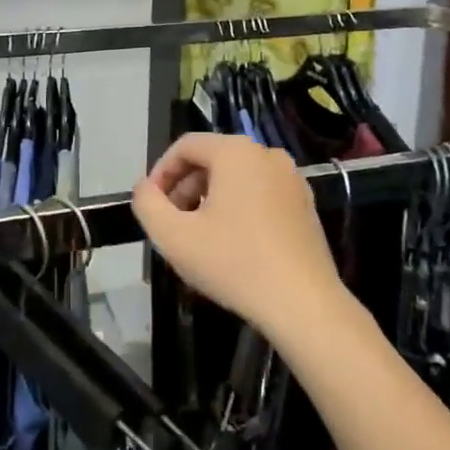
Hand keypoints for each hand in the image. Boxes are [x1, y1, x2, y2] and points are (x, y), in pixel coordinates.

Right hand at [131, 133, 347, 341]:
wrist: (303, 304)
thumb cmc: (234, 263)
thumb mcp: (174, 236)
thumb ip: (147, 204)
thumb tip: (144, 188)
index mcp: (236, 152)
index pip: (186, 146)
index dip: (161, 172)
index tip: (151, 205)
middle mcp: (267, 154)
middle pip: (212, 159)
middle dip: (185, 187)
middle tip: (172, 223)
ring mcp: (292, 178)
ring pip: (237, 177)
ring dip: (210, 199)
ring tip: (198, 236)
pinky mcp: (305, 204)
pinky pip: (261, 193)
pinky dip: (239, 208)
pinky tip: (232, 244)